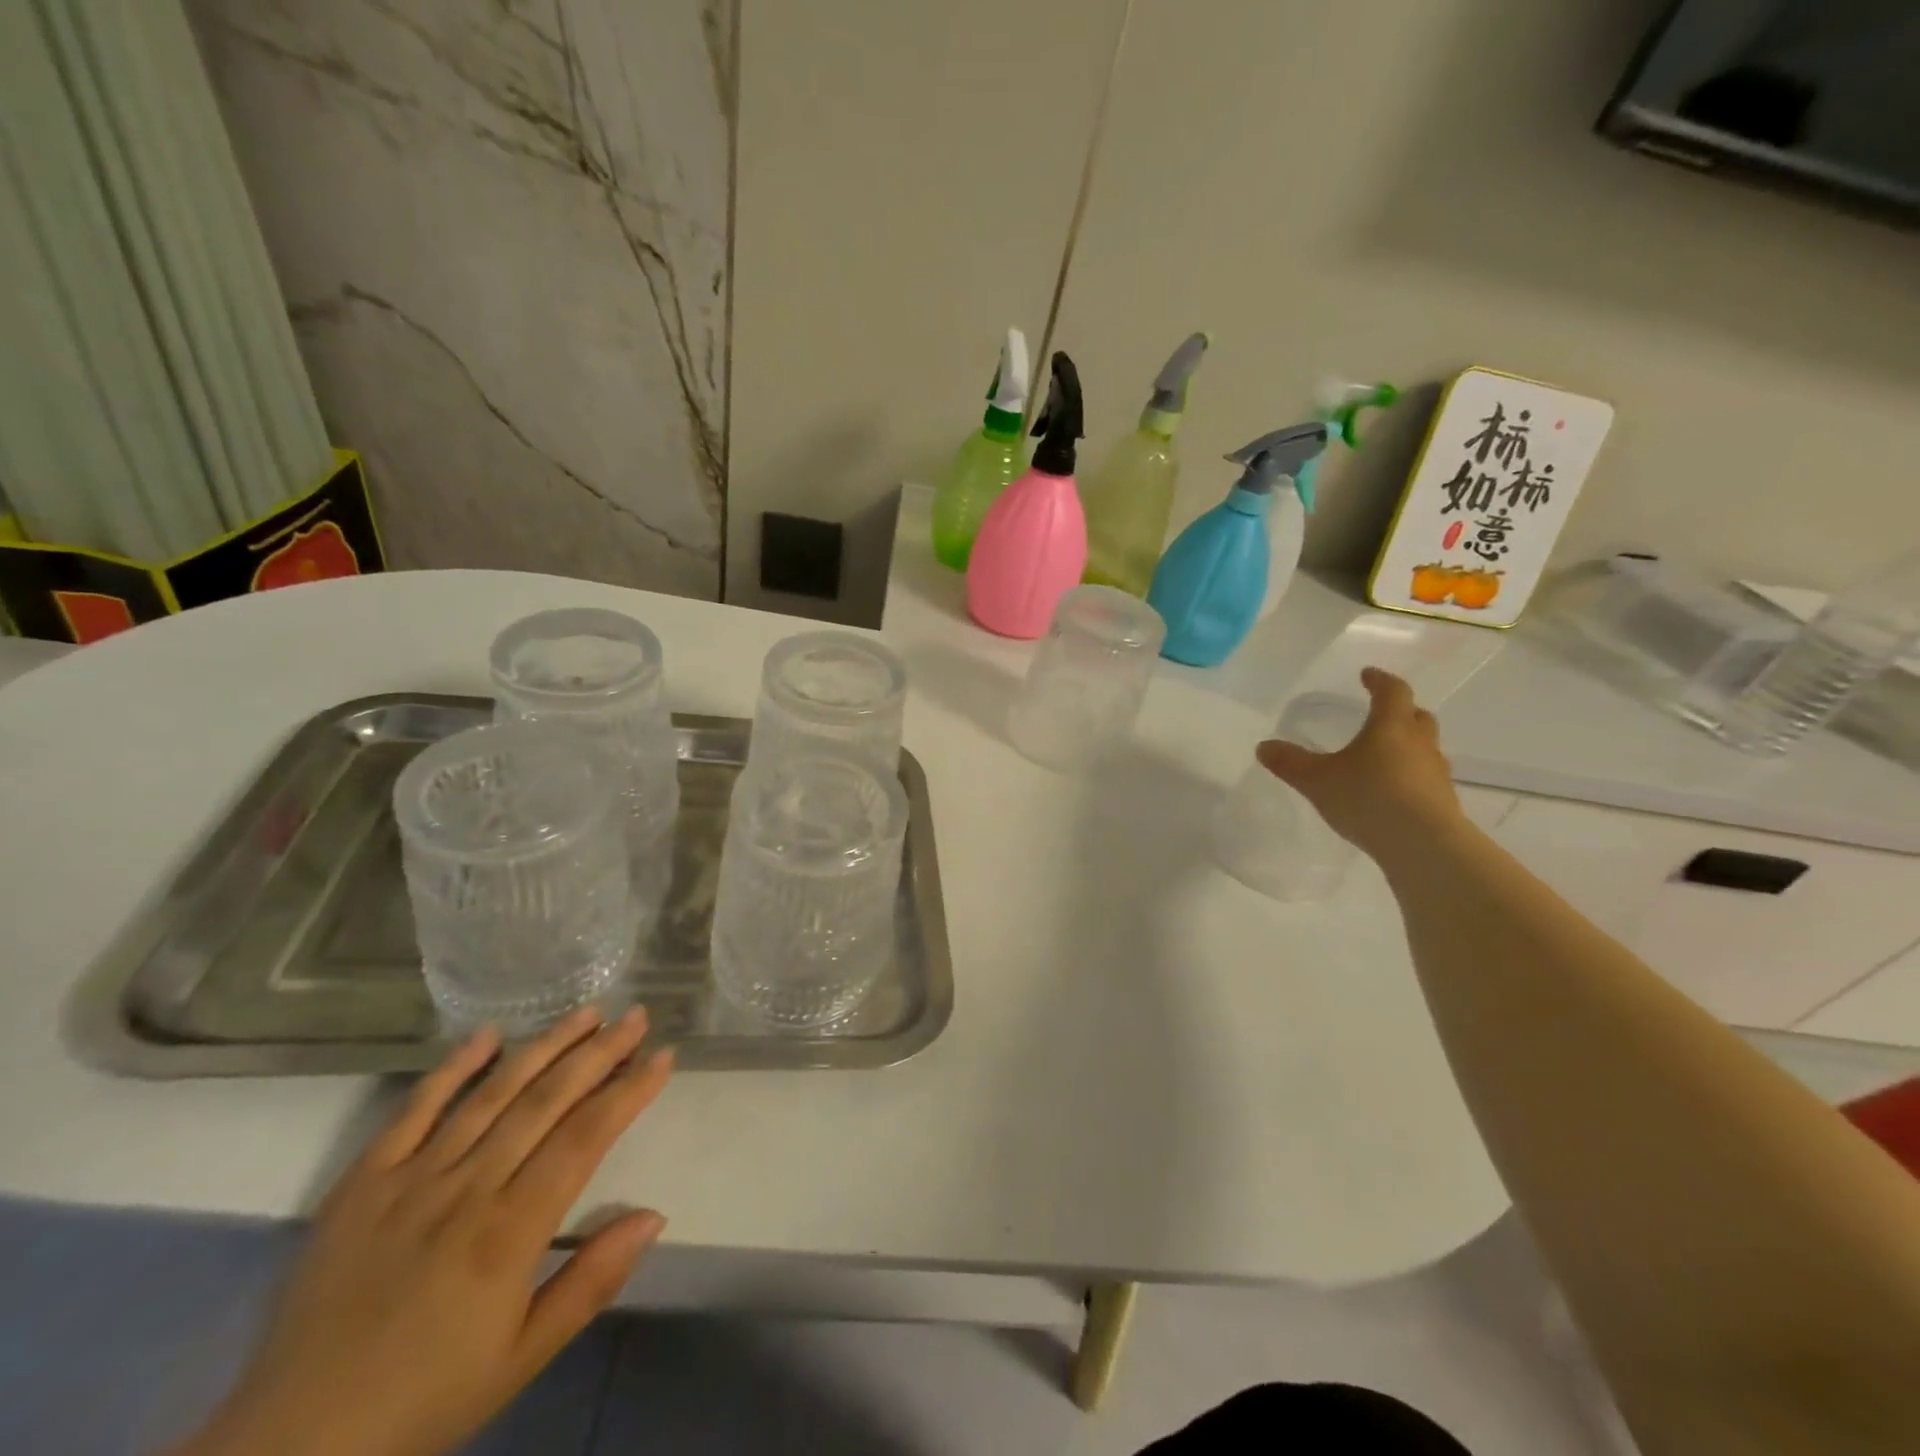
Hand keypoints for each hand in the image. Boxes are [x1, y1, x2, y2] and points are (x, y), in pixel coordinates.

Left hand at [177, 1007, 672, 1455]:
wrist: (286, 1448)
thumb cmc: (423, 1402)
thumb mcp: (521, 1358)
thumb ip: (591, 1281)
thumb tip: (654, 1216)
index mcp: (509, 1232)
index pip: (586, 1137)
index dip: (629, 1091)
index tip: (663, 1056)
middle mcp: (466, 1189)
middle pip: (546, 1100)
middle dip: (599, 1052)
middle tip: (636, 1015)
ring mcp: (410, 1179)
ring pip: (492, 1094)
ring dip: (544, 1046)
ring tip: (586, 1012)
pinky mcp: (361, 1183)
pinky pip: (412, 1111)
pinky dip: (452, 1069)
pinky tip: (487, 1035)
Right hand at [1256, 667, 1462, 861]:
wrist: (1423, 845)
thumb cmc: (1368, 798)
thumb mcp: (1317, 780)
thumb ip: (1290, 763)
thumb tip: (1263, 746)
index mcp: (1391, 726)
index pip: (1393, 691)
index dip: (1379, 681)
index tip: (1367, 675)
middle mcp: (1419, 743)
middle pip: (1416, 716)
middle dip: (1400, 710)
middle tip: (1381, 713)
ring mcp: (1436, 773)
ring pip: (1424, 747)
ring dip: (1407, 745)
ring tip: (1383, 756)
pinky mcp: (1442, 801)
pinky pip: (1425, 777)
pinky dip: (1410, 775)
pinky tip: (1391, 791)